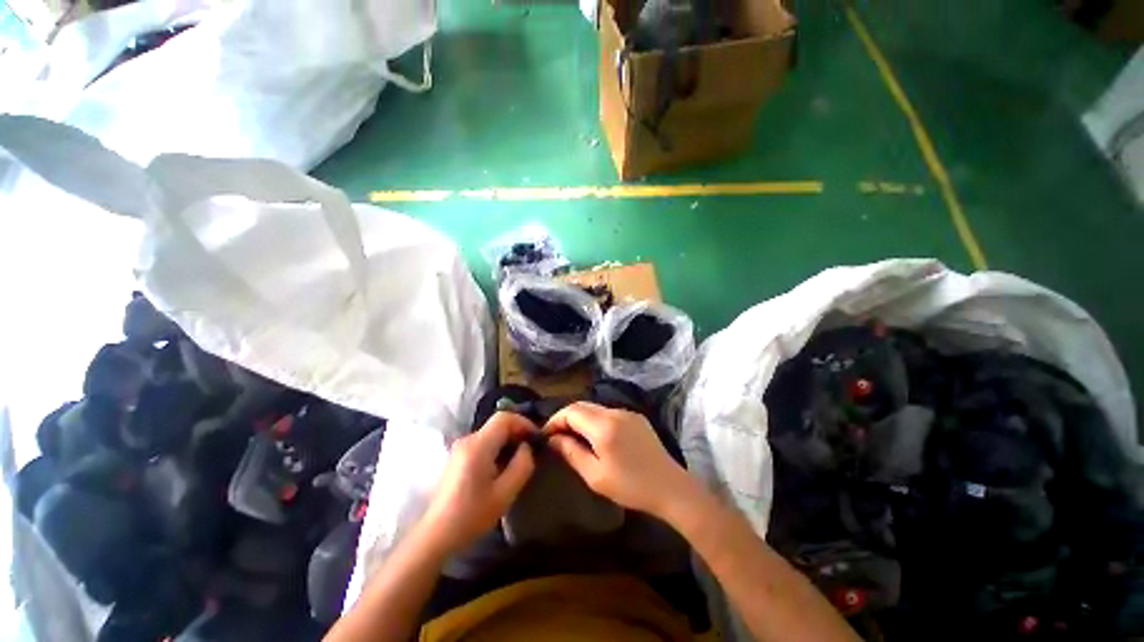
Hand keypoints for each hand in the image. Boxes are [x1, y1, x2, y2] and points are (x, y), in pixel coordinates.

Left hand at [417, 412, 536, 554]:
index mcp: (478, 445)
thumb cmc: (471, 516)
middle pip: (497, 424)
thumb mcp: (505, 494)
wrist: (436, 535)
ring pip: (491, 433)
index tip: (536, 438)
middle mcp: (467, 440)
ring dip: (508, 440)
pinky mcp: (457, 457)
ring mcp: (460, 447)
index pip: (504, 418)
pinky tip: (502, 467)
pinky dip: (497, 447)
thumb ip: (522, 465)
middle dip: (517, 432)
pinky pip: (483, 442)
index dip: (523, 422)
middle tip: (531, 450)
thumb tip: (526, 447)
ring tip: (519, 459)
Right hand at [544, 402, 694, 517]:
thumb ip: (571, 452)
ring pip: (595, 408)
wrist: (670, 487)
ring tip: (574, 438)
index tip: (546, 435)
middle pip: (582, 405)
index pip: (571, 411)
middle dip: (567, 417)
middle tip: (557, 436)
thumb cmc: (630, 486)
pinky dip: (596, 420)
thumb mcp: (595, 475)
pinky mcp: (636, 417)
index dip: (555, 420)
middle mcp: (614, 412)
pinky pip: (609, 413)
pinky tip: (596, 437)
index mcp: (603, 426)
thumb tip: (553, 439)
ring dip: (581, 418)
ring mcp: (627, 412)